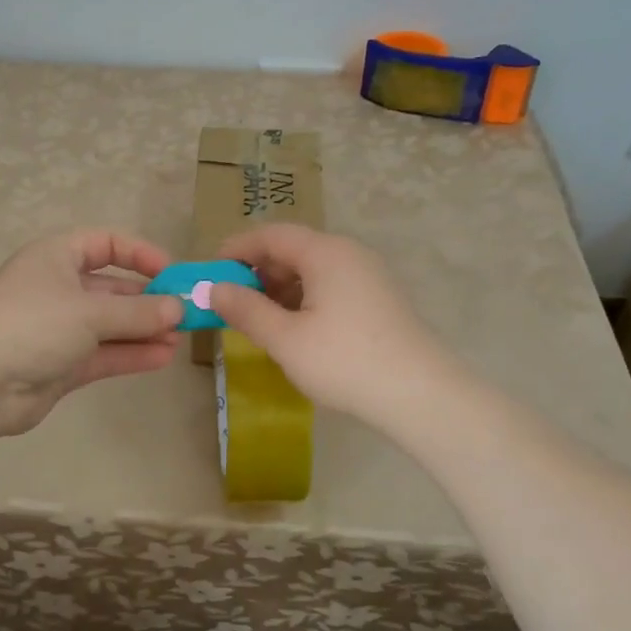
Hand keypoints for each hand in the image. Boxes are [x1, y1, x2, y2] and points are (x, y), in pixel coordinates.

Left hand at [0, 229, 183, 436]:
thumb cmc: (33, 324)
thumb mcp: (91, 312)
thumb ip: (139, 312)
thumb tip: (179, 309)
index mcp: (56, 256)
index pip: (105, 243)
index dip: (140, 254)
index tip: (172, 273)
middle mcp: (57, 288)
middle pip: (111, 288)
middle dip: (148, 300)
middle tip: (184, 313)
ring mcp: (57, 328)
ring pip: (109, 324)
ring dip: (143, 330)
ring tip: (180, 338)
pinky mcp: (59, 364)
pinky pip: (102, 353)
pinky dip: (129, 354)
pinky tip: (162, 357)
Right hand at [208, 224, 452, 424]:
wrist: (420, 394)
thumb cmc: (345, 362)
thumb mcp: (285, 339)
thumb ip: (246, 310)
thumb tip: (214, 289)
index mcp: (325, 252)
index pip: (271, 235)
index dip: (237, 249)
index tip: (211, 272)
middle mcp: (348, 253)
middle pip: (293, 249)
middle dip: (258, 271)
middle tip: (232, 302)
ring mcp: (368, 275)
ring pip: (312, 269)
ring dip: (280, 287)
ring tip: (260, 320)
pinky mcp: (379, 298)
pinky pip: (331, 285)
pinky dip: (304, 298)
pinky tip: (295, 329)